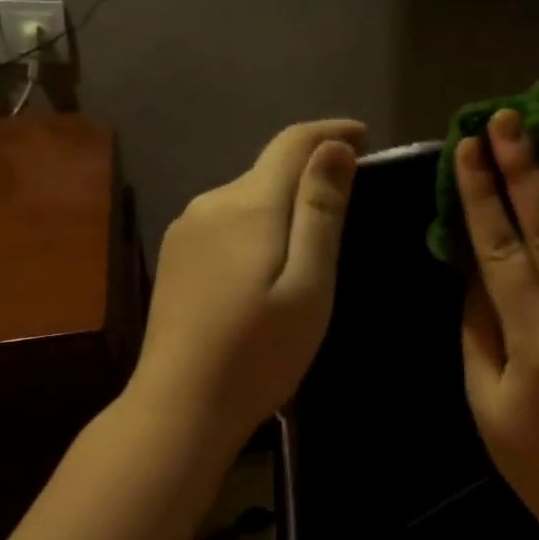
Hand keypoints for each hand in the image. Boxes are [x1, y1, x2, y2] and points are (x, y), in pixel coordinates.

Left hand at [132, 119, 365, 448]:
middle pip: (268, 171)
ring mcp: (185, 231)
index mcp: (248, 204)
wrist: (180, 406)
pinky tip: (264, 270)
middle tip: (348, 207)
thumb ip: (320, 211)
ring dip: (281, 206)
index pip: (293, 143)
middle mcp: (211, 203)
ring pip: (246, 199)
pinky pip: (226, 224)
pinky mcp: (175, 258)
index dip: (330, 133)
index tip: (364, 136)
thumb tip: (334, 146)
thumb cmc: (259, 352)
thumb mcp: (309, 284)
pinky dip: (256, 230)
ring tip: (310, 248)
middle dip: (309, 175)